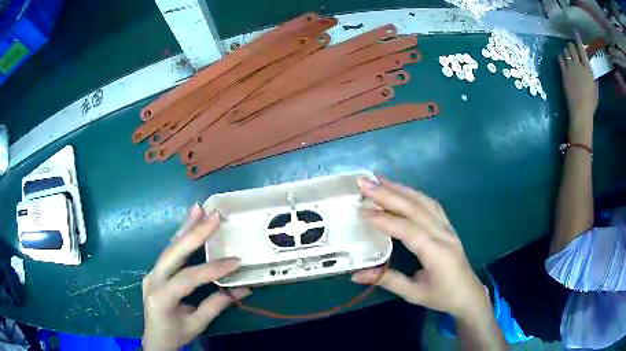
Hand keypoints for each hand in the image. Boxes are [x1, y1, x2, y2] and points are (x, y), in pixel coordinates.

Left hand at [142, 205, 250, 350]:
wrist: (155, 338)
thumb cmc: (175, 334)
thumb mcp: (196, 324)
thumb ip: (216, 305)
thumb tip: (243, 289)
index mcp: (161, 296)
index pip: (188, 278)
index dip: (212, 268)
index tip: (236, 261)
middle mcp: (153, 279)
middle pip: (174, 252)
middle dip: (195, 233)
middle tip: (214, 215)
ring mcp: (152, 272)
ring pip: (170, 246)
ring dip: (186, 227)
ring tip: (200, 209)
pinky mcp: (156, 270)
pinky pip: (169, 251)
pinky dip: (181, 236)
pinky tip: (190, 223)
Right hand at [352, 178, 488, 318]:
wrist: (468, 294)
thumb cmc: (442, 296)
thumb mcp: (414, 293)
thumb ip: (387, 280)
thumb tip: (356, 275)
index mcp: (436, 253)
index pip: (408, 230)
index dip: (384, 219)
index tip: (361, 211)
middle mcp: (443, 234)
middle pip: (415, 208)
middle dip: (388, 193)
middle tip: (364, 183)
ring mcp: (447, 226)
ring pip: (423, 201)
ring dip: (400, 188)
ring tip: (378, 180)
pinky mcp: (448, 225)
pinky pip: (430, 204)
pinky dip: (413, 193)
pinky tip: (401, 189)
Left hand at [558, 32, 597, 142]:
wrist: (581, 111)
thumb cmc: (590, 103)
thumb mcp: (595, 91)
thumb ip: (594, 80)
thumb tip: (594, 74)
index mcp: (588, 69)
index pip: (582, 49)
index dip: (578, 39)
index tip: (575, 32)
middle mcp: (579, 65)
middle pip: (571, 47)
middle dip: (571, 46)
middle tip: (572, 51)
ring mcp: (570, 67)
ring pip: (565, 50)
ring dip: (566, 51)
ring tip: (568, 56)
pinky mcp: (564, 72)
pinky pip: (560, 59)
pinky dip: (561, 57)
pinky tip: (562, 59)